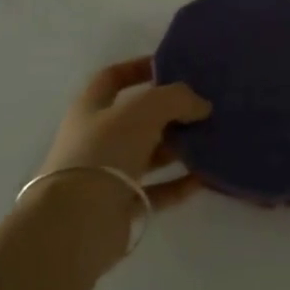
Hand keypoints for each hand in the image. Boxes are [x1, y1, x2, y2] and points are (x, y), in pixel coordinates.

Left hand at [36, 58, 211, 236]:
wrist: (78, 222)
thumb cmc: (106, 151)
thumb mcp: (146, 109)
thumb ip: (177, 98)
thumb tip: (201, 105)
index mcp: (91, 109)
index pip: (112, 78)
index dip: (138, 68)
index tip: (171, 67)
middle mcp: (96, 140)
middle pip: (137, 119)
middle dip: (170, 112)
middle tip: (202, 107)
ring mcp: (107, 175)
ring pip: (149, 155)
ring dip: (178, 147)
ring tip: (211, 139)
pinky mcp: (121, 207)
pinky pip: (157, 190)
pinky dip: (179, 183)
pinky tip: (204, 177)